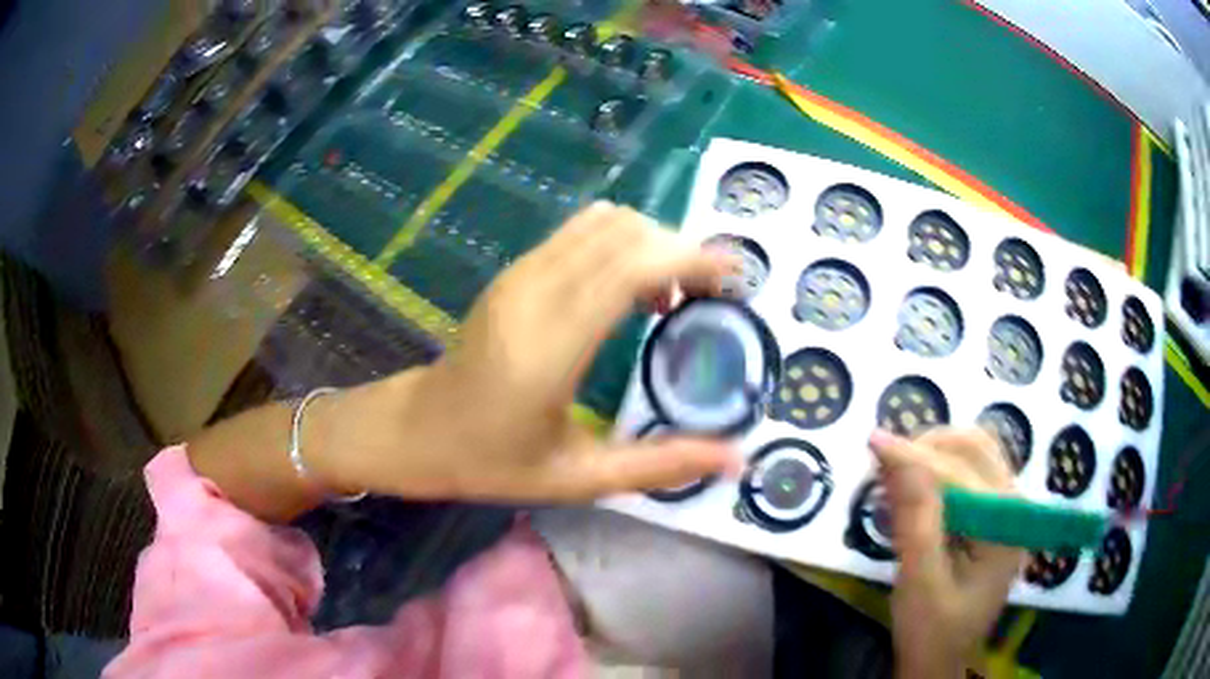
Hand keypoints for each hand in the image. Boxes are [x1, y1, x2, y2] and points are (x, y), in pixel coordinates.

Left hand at [318, 202, 742, 501]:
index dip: (691, 259)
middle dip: (682, 249)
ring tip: (673, 294)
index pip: (631, 268)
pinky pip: (580, 232)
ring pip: (604, 223)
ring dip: (652, 243)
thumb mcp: (579, 478)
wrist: (418, 430)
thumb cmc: (492, 461)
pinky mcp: (514, 270)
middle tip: (712, 294)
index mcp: (550, 346)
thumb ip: (660, 466)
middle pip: (626, 232)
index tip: (735, 279)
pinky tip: (630, 289)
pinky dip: (622, 243)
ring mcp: (520, 274)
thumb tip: (737, 459)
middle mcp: (534, 293)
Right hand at [869, 428, 1024, 678]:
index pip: (962, 471)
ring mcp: (1007, 509)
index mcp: (1006, 525)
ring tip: (896, 476)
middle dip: (928, 448)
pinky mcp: (993, 516)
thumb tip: (893, 451)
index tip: (872, 444)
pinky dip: (940, 470)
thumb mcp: (919, 581)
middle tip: (884, 464)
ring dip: (934, 454)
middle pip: (976, 448)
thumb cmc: (931, 632)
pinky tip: (915, 490)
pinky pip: (970, 473)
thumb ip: (915, 516)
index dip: (916, 455)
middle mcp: (1015, 506)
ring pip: (974, 454)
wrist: (941, 662)